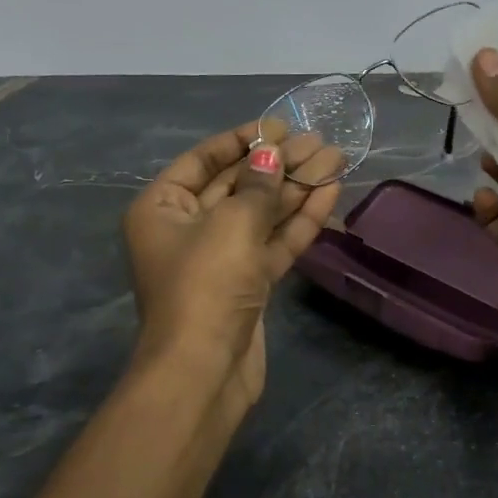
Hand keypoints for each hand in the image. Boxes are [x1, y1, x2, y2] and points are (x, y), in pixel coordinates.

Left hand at [123, 123, 341, 425]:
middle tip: (318, 141)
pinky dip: (299, 220)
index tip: (279, 126)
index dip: (242, 140)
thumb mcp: (232, 224)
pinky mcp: (247, 283)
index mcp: (162, 208)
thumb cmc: (206, 284)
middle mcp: (187, 229)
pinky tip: (329, 193)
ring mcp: (219, 258)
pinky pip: (273, 242)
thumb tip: (272, 153)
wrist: (204, 371)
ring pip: (261, 214)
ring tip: (335, 159)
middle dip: (278, 164)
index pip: (203, 161)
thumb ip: (258, 185)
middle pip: (238, 186)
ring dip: (296, 188)